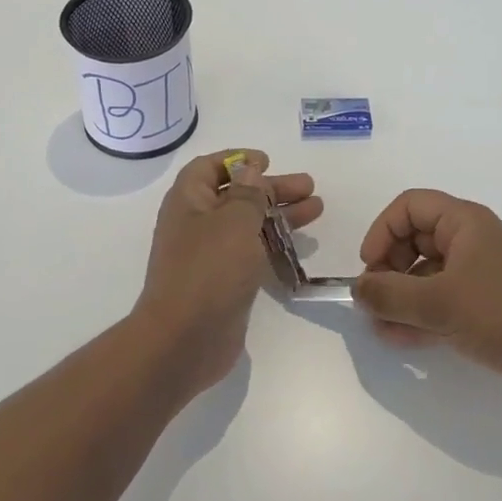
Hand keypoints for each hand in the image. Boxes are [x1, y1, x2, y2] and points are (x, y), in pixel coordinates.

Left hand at [132, 149, 321, 398]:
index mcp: (188, 201)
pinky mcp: (224, 282)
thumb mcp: (233, 221)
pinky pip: (251, 254)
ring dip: (280, 214)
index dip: (237, 160)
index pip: (208, 168)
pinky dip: (274, 244)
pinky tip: (299, 245)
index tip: (267, 161)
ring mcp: (209, 256)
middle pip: (236, 195)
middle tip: (309, 186)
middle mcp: (195, 224)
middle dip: (272, 188)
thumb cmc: (208, 270)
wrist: (184, 339)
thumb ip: (247, 193)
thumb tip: (248, 168)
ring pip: (248, 225)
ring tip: (317, 208)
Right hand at [353, 190, 501, 400]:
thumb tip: (358, 290)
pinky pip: (441, 302)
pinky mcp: (484, 306)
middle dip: (388, 270)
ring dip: (399, 298)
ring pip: (425, 275)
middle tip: (374, 300)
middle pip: (413, 240)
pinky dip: (419, 315)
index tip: (369, 267)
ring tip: (379, 326)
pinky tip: (397, 338)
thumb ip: (390, 295)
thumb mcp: (439, 303)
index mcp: (464, 223)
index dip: (382, 231)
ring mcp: (478, 275)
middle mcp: (470, 242)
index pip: (409, 207)